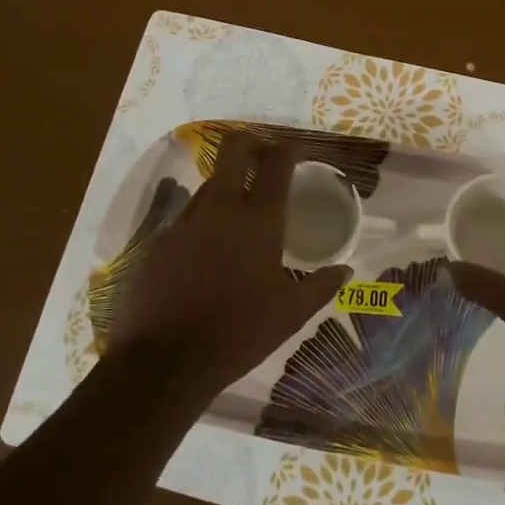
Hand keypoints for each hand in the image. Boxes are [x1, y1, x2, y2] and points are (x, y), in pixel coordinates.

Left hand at [109, 133, 350, 394]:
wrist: (166, 361)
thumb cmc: (239, 332)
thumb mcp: (291, 313)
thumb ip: (321, 286)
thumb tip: (345, 270)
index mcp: (258, 219)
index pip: (276, 161)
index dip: (290, 148)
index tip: (299, 152)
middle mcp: (220, 208)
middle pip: (233, 148)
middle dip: (252, 142)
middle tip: (266, 158)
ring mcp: (185, 221)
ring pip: (209, 183)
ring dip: (228, 185)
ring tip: (241, 212)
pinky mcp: (159, 241)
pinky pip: (188, 217)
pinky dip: (205, 221)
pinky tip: (211, 250)